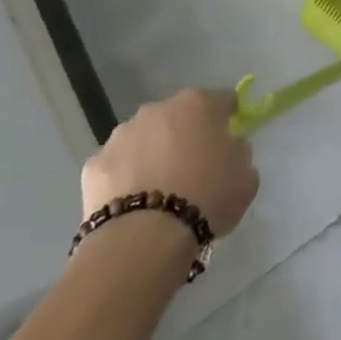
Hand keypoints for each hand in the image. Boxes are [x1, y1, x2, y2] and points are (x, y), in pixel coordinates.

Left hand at [81, 89, 258, 236]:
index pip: (222, 100)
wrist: (144, 239)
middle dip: (185, 134)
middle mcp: (159, 109)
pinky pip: (117, 166)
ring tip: (158, 190)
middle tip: (192, 168)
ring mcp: (122, 134)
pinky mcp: (94, 164)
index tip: (229, 140)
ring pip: (144, 137)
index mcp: (199, 104)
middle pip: (178, 116)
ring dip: (152, 153)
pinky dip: (124, 178)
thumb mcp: (246, 176)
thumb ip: (239, 152)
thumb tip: (228, 147)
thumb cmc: (206, 199)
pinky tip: (131, 204)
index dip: (228, 118)